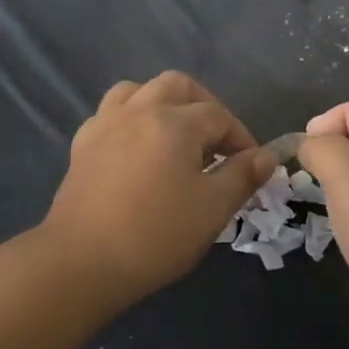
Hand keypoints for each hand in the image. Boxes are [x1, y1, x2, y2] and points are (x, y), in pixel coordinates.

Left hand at [42, 72, 275, 303]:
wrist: (81, 262)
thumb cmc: (156, 235)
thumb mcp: (213, 209)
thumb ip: (243, 176)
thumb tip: (266, 155)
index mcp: (175, 122)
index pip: (219, 116)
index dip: (241, 138)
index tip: (251, 166)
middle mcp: (139, 110)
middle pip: (178, 85)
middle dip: (204, 106)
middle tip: (216, 142)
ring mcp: (106, 124)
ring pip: (139, 90)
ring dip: (163, 103)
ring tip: (176, 135)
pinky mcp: (82, 144)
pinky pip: (111, 113)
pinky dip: (131, 119)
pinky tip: (137, 148)